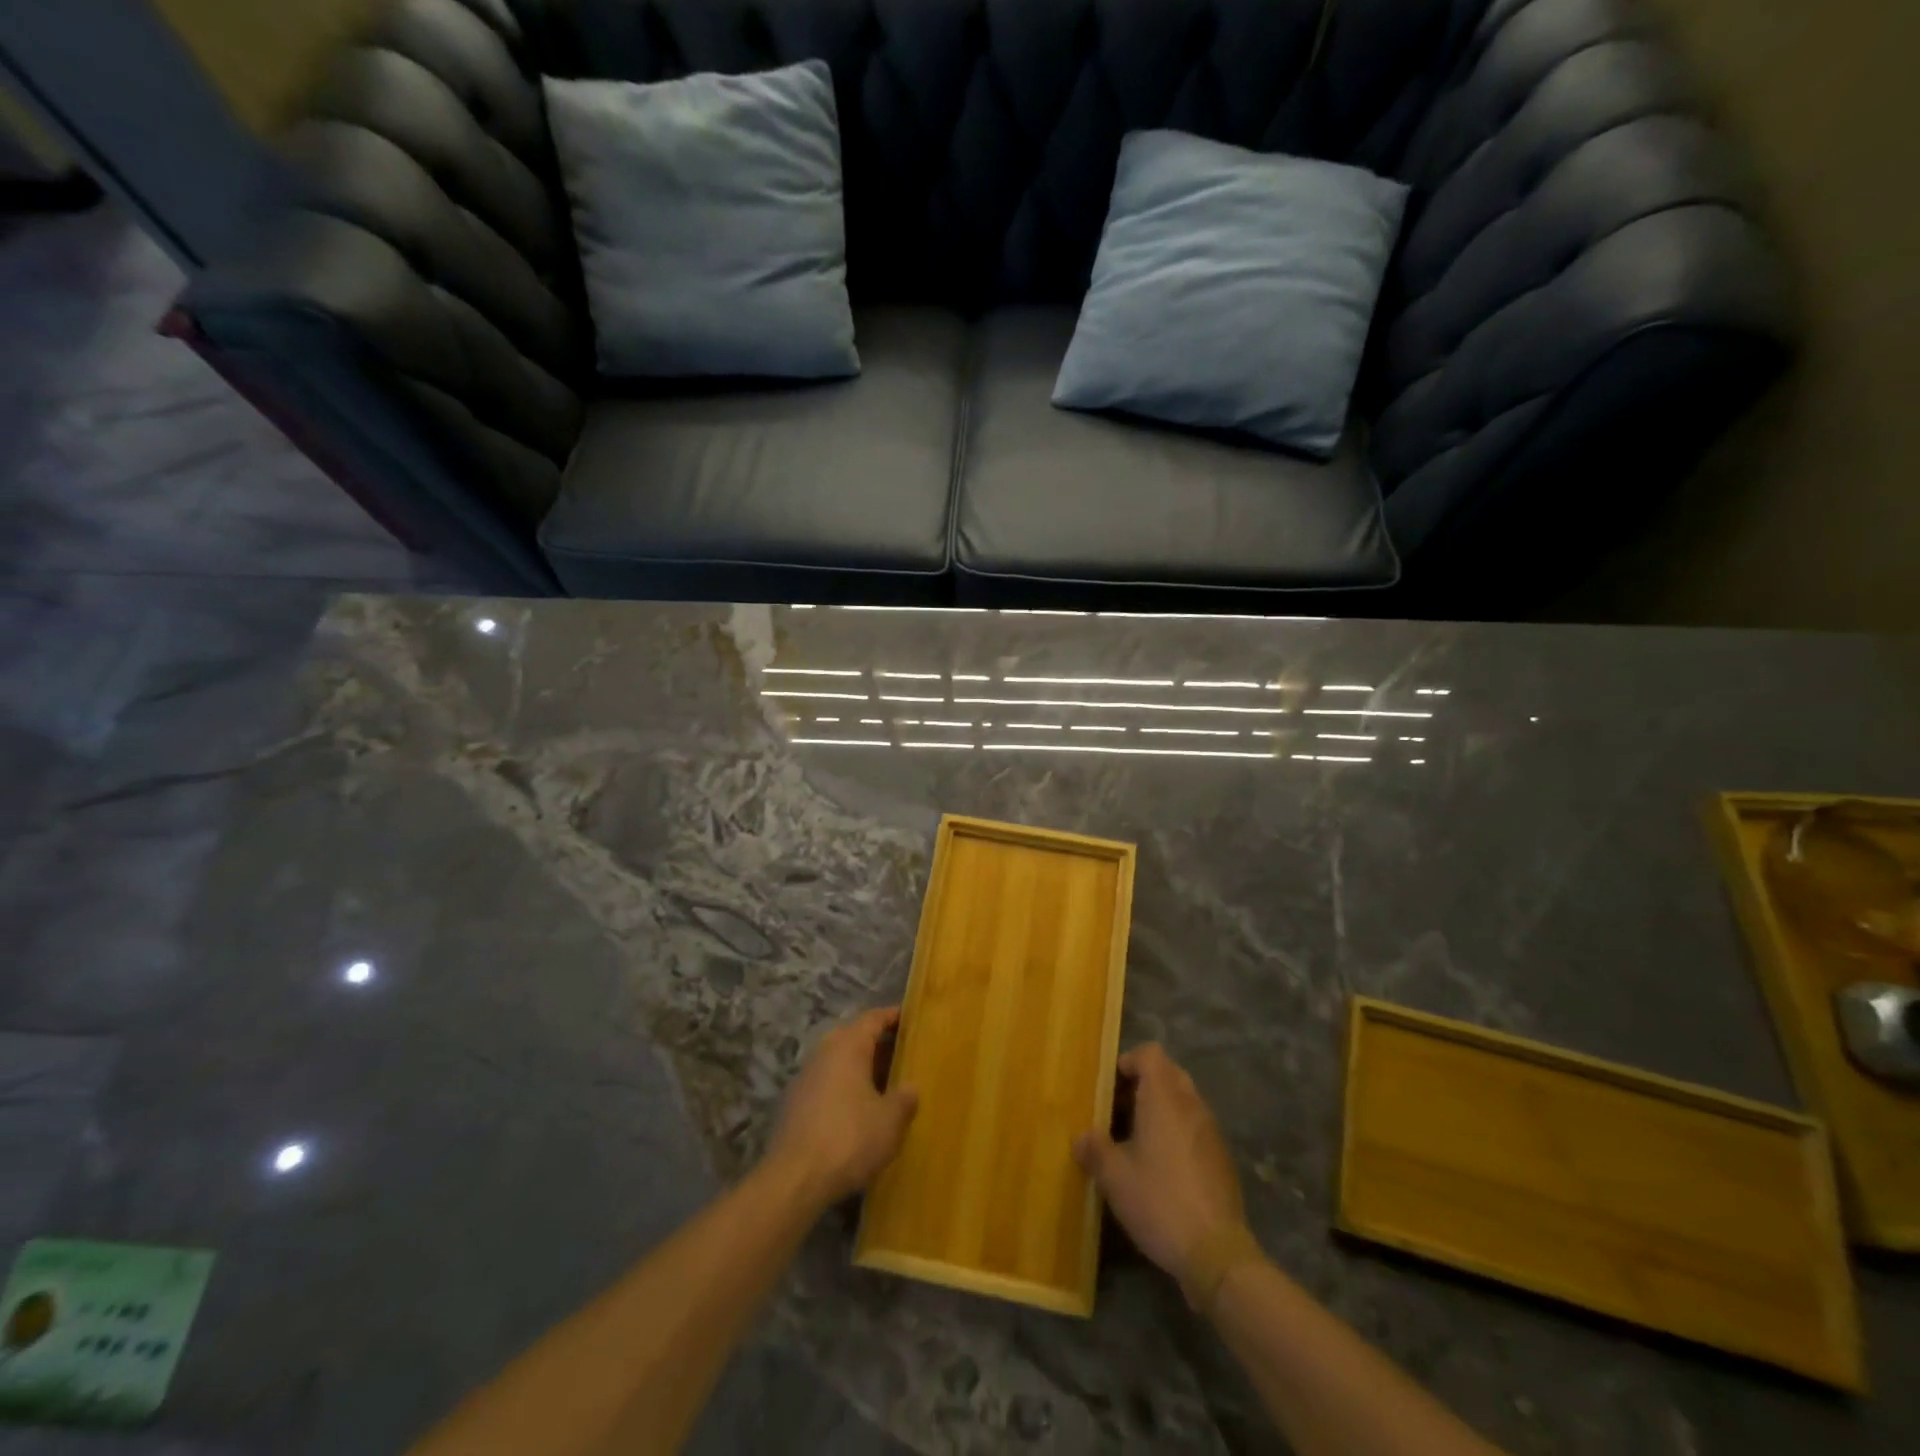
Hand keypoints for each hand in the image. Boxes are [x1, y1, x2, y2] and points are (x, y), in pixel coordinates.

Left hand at [766, 1007, 918, 1206]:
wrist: (794, 1180)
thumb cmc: (849, 1139)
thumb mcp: (890, 1121)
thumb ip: (904, 1098)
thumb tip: (910, 1088)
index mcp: (848, 1046)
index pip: (873, 1018)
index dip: (893, 1016)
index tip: (912, 1018)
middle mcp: (824, 1052)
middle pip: (854, 1037)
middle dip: (878, 1044)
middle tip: (904, 1054)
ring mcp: (805, 1077)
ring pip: (839, 1062)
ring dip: (861, 1068)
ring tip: (885, 1085)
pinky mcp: (794, 1104)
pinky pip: (827, 1083)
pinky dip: (845, 1088)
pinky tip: (858, 1111)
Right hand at [1074, 1044, 1247, 1289]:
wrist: (1217, 1253)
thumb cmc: (1160, 1202)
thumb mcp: (1114, 1178)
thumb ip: (1094, 1150)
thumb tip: (1081, 1138)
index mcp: (1164, 1099)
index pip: (1151, 1053)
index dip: (1129, 1061)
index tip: (1111, 1086)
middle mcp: (1191, 1105)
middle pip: (1169, 1072)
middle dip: (1144, 1084)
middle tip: (1120, 1111)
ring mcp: (1211, 1131)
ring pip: (1184, 1100)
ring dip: (1161, 1109)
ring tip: (1137, 1140)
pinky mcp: (1222, 1158)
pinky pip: (1195, 1126)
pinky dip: (1177, 1131)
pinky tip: (1163, 1167)